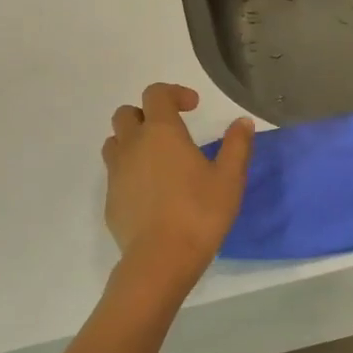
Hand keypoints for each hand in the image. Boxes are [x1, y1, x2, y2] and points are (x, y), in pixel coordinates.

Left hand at [101, 84, 253, 283]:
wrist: (160, 259)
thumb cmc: (200, 213)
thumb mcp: (229, 179)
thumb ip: (237, 146)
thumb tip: (242, 122)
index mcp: (161, 132)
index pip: (156, 94)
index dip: (174, 93)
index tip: (193, 106)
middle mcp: (132, 146)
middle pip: (126, 114)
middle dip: (147, 115)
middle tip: (170, 132)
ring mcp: (116, 173)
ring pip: (115, 142)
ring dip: (132, 141)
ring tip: (156, 159)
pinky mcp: (110, 200)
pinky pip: (115, 174)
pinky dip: (130, 173)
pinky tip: (152, 193)